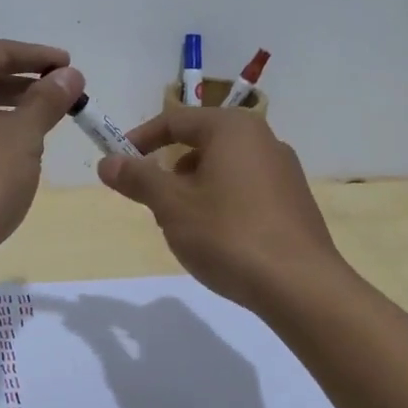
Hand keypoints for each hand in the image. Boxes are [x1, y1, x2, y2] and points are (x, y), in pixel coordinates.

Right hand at [95, 107, 346, 311]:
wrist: (300, 286)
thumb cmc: (228, 234)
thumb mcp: (172, 206)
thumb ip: (138, 179)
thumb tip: (107, 162)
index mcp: (233, 128)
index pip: (175, 121)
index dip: (140, 140)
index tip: (117, 163)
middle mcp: (263, 139)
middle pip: (201, 144)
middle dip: (170, 171)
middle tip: (152, 204)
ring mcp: (284, 171)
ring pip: (223, 169)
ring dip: (195, 190)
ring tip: (184, 228)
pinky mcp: (294, 201)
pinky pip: (245, 190)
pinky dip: (222, 204)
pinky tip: (219, 240)